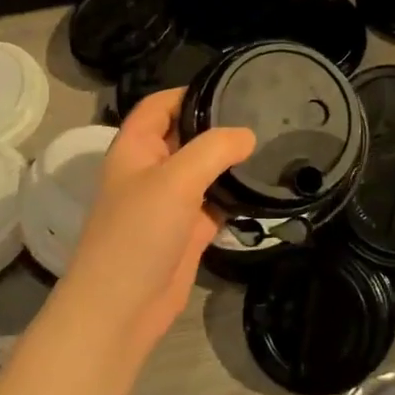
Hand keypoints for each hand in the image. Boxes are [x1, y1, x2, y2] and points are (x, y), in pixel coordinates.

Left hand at [53, 89, 254, 360]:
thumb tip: (247, 135)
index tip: (231, 85)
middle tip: (263, 113)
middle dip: (217, 125)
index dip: (189, 91)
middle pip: (185, 134)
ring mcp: (171, 201)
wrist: (121, 308)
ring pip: (204, 170)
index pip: (159, 105)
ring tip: (273, 143)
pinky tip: (264, 185)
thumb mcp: (175, 180)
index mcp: (135, 148)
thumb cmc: (138, 234)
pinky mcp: (188, 230)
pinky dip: (236, 194)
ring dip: (230, 160)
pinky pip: (215, 202)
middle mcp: (151, 169)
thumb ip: (213, 150)